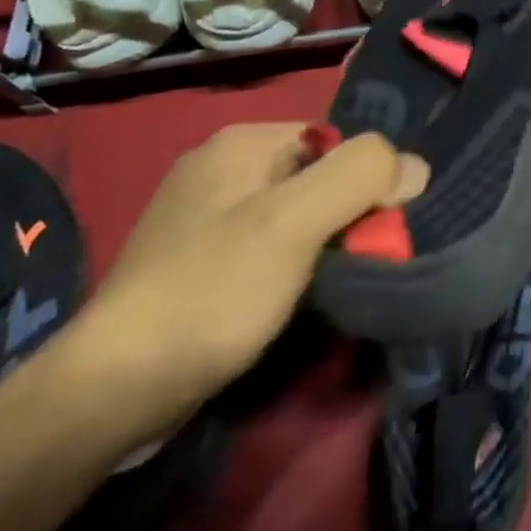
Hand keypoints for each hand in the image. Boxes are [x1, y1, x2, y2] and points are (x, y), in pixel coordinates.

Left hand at [62, 125, 427, 440]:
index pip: (337, 140)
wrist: (115, 390)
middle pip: (317, 175)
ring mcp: (206, 213)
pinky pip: (270, 242)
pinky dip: (295, 263)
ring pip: (297, 212)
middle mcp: (223, 165)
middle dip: (348, 213)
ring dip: (325, 242)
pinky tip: (297, 294)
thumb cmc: (211, 292)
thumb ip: (359, 177)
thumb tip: (416, 166)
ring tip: (338, 280)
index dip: (368, 180)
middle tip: (366, 259)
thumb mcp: (293, 224)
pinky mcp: (200, 258)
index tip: (384, 228)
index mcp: (242, 141)